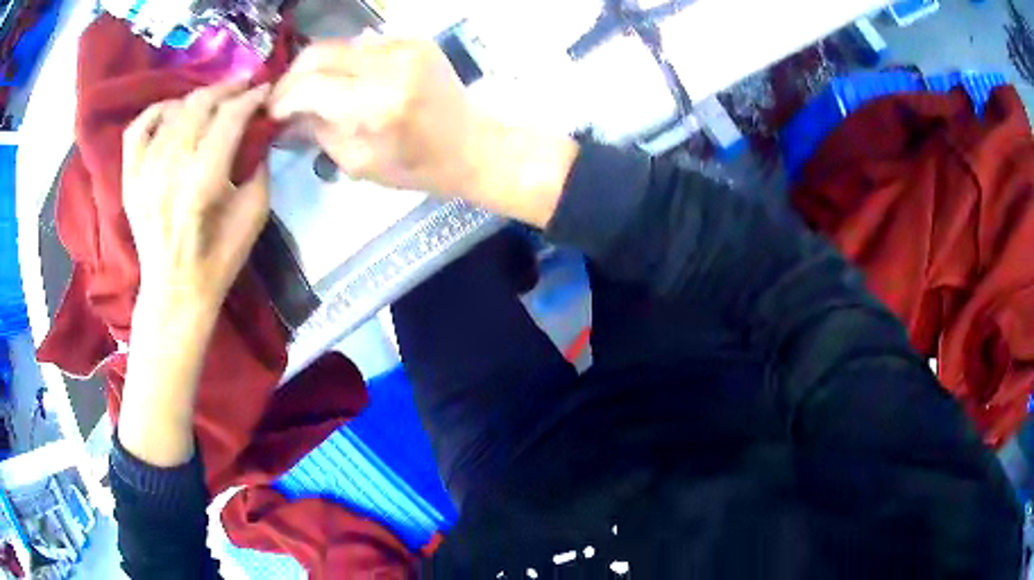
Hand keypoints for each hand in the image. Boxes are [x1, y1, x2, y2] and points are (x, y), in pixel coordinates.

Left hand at [123, 80, 270, 314]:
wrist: (174, 291)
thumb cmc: (219, 259)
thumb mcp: (254, 215)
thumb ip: (258, 166)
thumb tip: (258, 130)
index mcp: (202, 183)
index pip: (229, 118)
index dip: (251, 97)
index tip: (265, 90)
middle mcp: (169, 169)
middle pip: (199, 105)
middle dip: (227, 89)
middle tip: (243, 88)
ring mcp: (144, 172)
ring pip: (173, 110)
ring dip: (199, 99)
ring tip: (213, 102)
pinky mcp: (129, 178)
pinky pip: (138, 127)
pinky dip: (157, 111)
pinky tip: (172, 112)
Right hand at [269, 36, 578, 227]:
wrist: (473, 145)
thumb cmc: (416, 167)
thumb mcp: (357, 163)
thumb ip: (317, 131)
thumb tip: (287, 114)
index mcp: (377, 105)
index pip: (310, 86)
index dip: (283, 98)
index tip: (271, 112)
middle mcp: (390, 65)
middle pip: (319, 52)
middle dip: (292, 76)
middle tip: (283, 98)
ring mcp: (406, 46)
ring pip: (339, 45)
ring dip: (317, 67)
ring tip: (309, 91)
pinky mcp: (415, 40)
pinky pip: (363, 44)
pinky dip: (344, 62)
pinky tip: (343, 81)